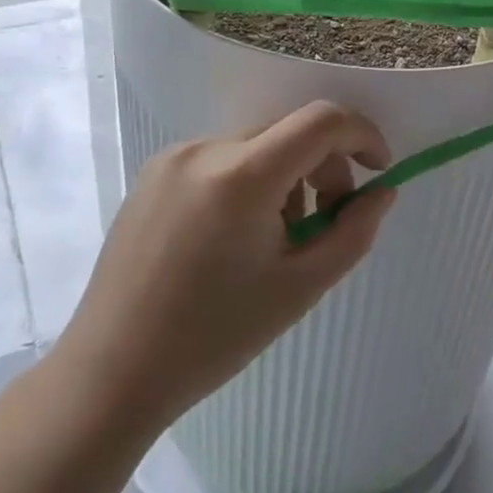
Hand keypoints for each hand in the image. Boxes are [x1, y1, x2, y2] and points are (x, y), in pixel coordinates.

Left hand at [51, 101, 394, 432]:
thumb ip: (353, 232)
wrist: (111, 372)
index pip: (322, 120)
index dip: (363, 135)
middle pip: (290, 130)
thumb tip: (382, 192)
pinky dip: (250, 179)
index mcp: (243, 175)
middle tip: (328, 218)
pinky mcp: (153, 173)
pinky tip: (235, 235)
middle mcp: (205, 149)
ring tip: (277, 236)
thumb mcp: (301, 287)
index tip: (379, 171)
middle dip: (325, 164)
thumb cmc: (213, 337)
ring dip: (287, 174)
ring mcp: (173, 158)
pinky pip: (222, 157)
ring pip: (257, 144)